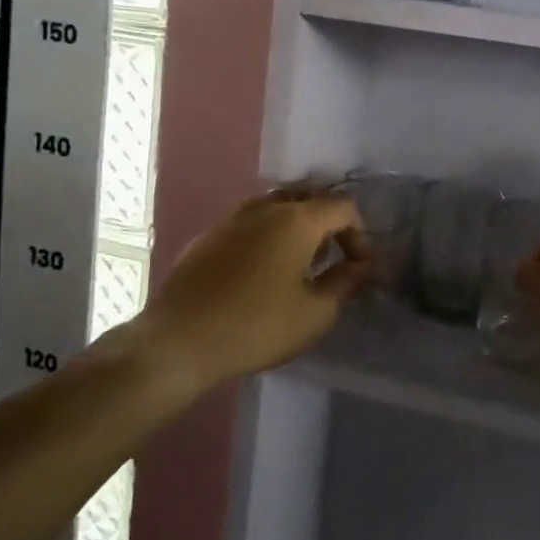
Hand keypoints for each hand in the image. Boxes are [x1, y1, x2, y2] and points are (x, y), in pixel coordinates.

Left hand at [133, 189, 370, 391]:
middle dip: (329, 224)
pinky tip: (261, 272)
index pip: (343, 207)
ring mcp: (231, 218)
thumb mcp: (315, 313)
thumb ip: (345, 283)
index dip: (360, 234)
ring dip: (296, 227)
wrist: (178, 341)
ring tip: (299, 264)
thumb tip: (361, 267)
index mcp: (297, 219)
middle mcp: (265, 207)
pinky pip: (249, 224)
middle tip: (333, 258)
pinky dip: (267, 236)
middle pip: (309, 198)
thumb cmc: (257, 326)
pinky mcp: (208, 237)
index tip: (360, 267)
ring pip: (276, 207)